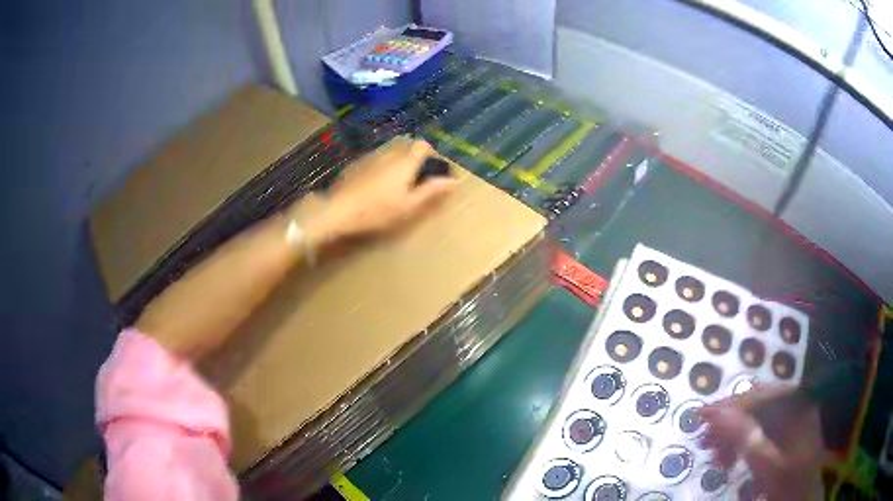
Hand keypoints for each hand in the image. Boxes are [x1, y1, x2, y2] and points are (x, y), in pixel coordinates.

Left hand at [298, 139, 454, 248]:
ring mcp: (370, 157)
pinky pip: (375, 161)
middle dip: (414, 159)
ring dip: (397, 163)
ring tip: (395, 185)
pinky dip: (381, 168)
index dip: (431, 154)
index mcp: (405, 162)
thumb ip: (431, 191)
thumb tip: (453, 181)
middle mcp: (389, 154)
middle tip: (415, 180)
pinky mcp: (356, 165)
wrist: (339, 211)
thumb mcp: (409, 206)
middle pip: (407, 147)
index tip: (432, 170)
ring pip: (390, 153)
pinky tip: (374, 187)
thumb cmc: (378, 211)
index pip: (423, 145)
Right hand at [699, 385, 824, 500]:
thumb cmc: (789, 483)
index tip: (701, 415)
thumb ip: (744, 437)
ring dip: (733, 435)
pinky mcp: (784, 433)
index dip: (730, 406)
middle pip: (757, 405)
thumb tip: (714, 414)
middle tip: (704, 440)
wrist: (801, 500)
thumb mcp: (767, 464)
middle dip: (729, 423)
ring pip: (756, 418)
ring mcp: (791, 418)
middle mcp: (796, 403)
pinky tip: (729, 459)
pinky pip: (759, 431)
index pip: (760, 396)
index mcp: (798, 403)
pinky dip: (741, 444)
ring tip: (714, 456)